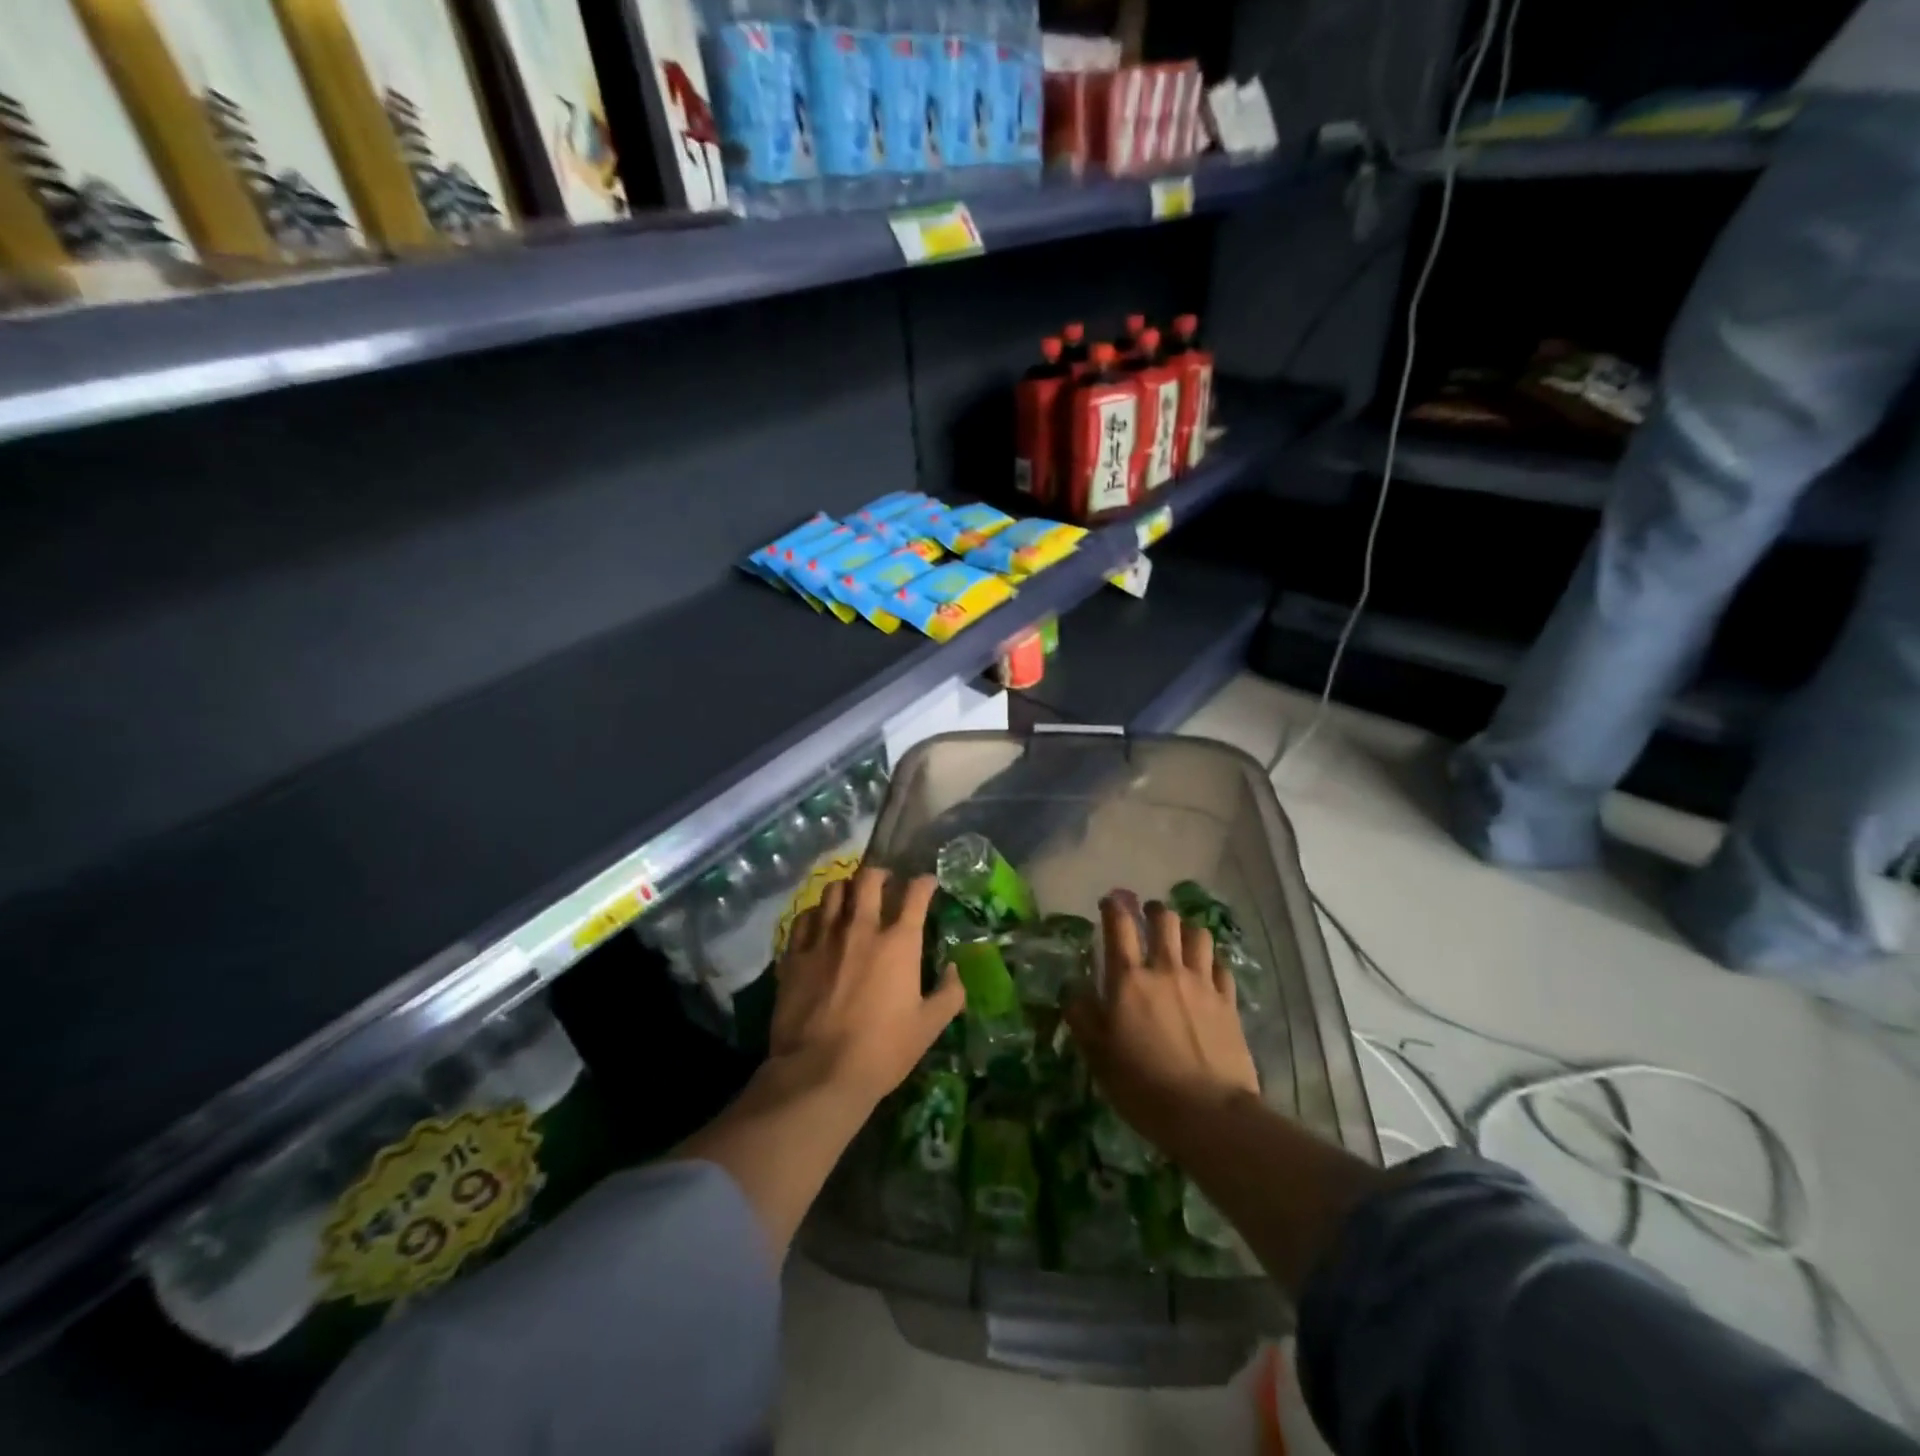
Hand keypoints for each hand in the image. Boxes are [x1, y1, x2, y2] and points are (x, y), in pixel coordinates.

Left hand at [769, 866, 964, 1109]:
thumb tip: (956, 970)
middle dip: (880, 874)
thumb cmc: (881, 1051)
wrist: (818, 1073)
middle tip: (885, 883)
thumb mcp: (928, 1028)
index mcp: (899, 943)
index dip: (924, 883)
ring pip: (833, 891)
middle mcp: (861, 929)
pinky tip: (820, 924)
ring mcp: (824, 938)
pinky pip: (804, 918)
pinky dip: (816, 914)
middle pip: (869, 879)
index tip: (927, 884)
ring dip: (847, 889)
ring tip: (851, 899)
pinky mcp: (795, 954)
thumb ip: (948, 994)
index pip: (915, 894)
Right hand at [1063, 890, 1261, 1146]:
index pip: (1119, 925)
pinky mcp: (1228, 1002)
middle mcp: (1166, 969)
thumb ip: (1081, 1015)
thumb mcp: (1097, 1055)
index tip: (1109, 902)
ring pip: (1198, 934)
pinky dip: (1211, 961)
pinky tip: (1206, 971)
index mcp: (1129, 979)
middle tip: (1147, 916)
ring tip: (1179, 938)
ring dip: (1186, 930)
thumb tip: (1073, 988)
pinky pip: (1220, 966)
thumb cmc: (1143, 1086)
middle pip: (1164, 919)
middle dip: (1154, 910)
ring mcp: (1202, 983)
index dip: (1113, 907)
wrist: (1209, 1114)